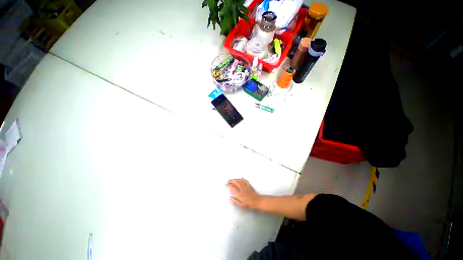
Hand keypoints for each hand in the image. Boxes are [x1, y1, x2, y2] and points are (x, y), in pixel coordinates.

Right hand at [226, 178, 261, 208]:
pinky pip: (244, 180)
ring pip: (239, 181)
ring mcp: (245, 186)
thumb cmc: (248, 204)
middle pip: (236, 182)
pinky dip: (241, 179)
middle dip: (231, 181)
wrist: (257, 201)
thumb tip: (230, 198)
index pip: (233, 188)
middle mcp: (242, 189)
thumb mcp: (241, 205)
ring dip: (235, 179)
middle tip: (228, 181)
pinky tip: (240, 179)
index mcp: (239, 193)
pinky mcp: (249, 185)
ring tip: (233, 180)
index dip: (229, 185)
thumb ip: (235, 201)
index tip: (227, 184)